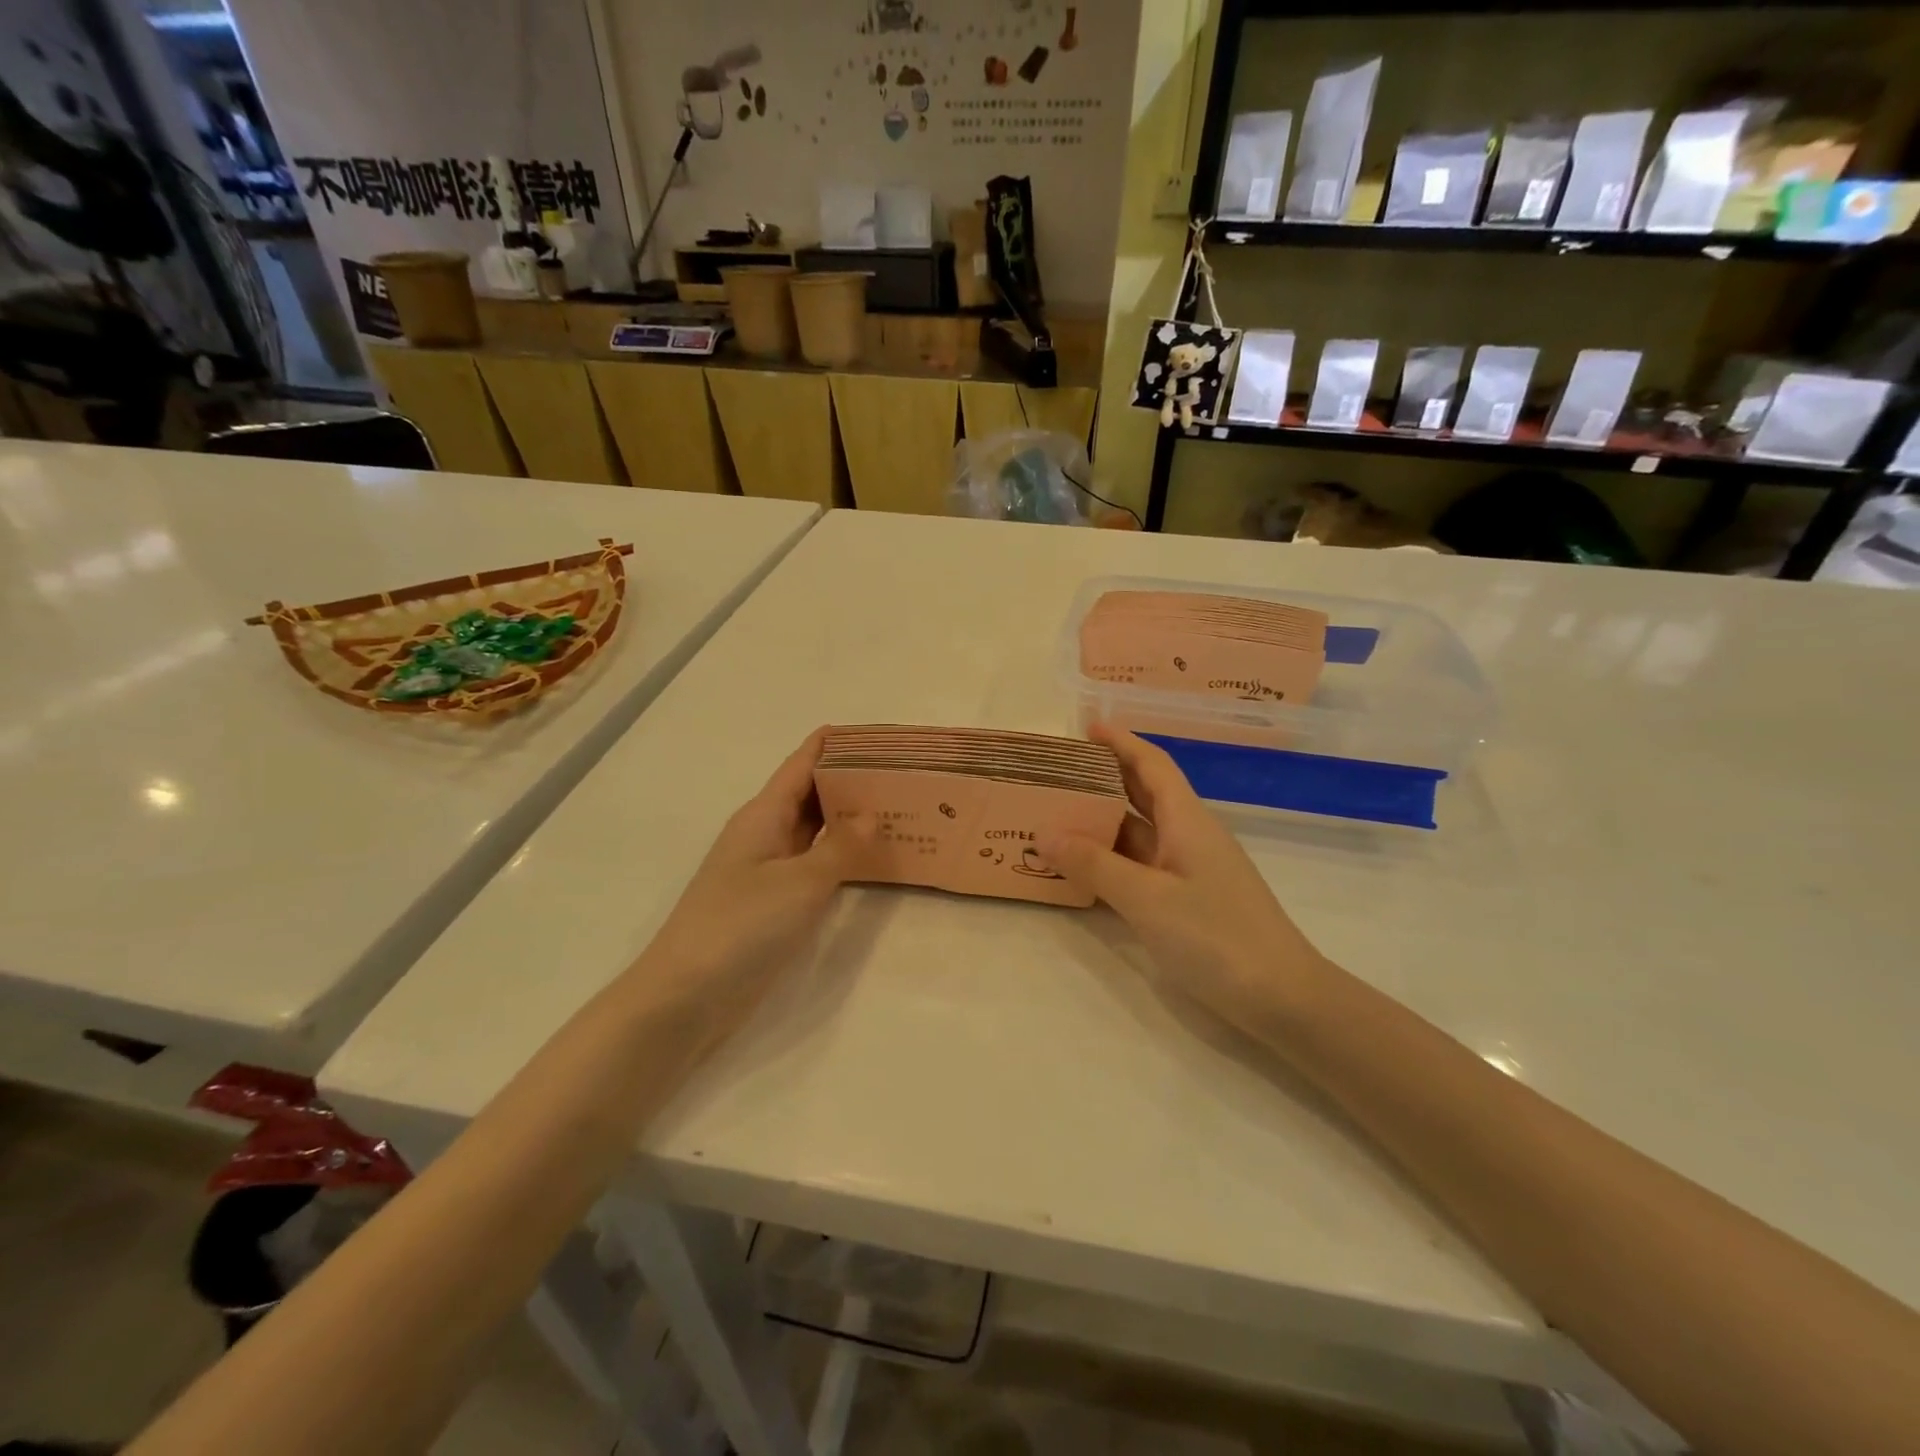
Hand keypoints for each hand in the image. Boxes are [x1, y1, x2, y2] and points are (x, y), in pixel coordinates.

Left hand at [637, 729, 871, 1013]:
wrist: (686, 996)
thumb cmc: (741, 925)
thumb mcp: (799, 882)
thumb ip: (840, 846)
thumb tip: (872, 813)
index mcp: (763, 815)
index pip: (802, 763)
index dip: (834, 743)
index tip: (878, 733)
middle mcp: (765, 834)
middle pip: (811, 793)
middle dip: (851, 779)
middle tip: (903, 772)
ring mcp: (767, 870)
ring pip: (814, 829)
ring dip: (849, 817)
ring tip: (897, 807)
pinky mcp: (773, 902)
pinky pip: (814, 863)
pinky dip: (841, 854)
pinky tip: (872, 858)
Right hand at [1039, 724, 1327, 1036]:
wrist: (1283, 999)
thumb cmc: (1217, 937)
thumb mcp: (1147, 898)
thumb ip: (1094, 865)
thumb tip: (1044, 832)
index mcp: (1188, 821)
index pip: (1153, 766)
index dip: (1122, 742)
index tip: (1088, 727)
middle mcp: (1190, 837)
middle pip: (1146, 794)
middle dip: (1106, 777)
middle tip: (1060, 771)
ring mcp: (1191, 871)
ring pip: (1141, 832)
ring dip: (1104, 821)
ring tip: (1059, 814)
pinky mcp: (1189, 901)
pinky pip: (1143, 866)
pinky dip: (1113, 859)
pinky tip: (1085, 866)